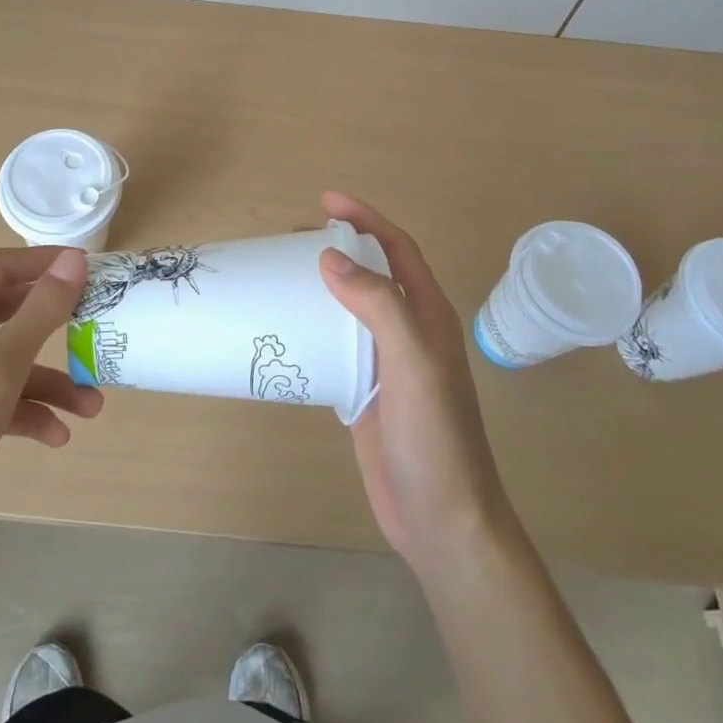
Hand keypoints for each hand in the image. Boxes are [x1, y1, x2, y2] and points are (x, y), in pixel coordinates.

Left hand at [0, 247, 101, 571]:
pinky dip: (21, 412)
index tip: (94, 269)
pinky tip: (56, 436)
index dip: (47, 264)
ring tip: (91, 407)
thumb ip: (40, 312)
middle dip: (54, 331)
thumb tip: (74, 260)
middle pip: (3, 315)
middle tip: (96, 327)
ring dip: (46, 383)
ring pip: (0, 364)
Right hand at [319, 192, 514, 575]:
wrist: (441, 520)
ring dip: (322, 286)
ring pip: (351, 308)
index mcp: (428, 315)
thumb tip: (330, 258)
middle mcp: (409, 331)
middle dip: (338, 246)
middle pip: (372, 272)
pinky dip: (313, 327)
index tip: (326, 201)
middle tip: (291, 239)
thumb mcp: (413, 363)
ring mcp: (386, 363)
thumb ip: (378, 305)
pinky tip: (286, 330)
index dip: (366, 219)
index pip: (398, 249)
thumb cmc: (435, 437)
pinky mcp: (364, 391)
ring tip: (281, 275)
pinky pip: (336, 345)